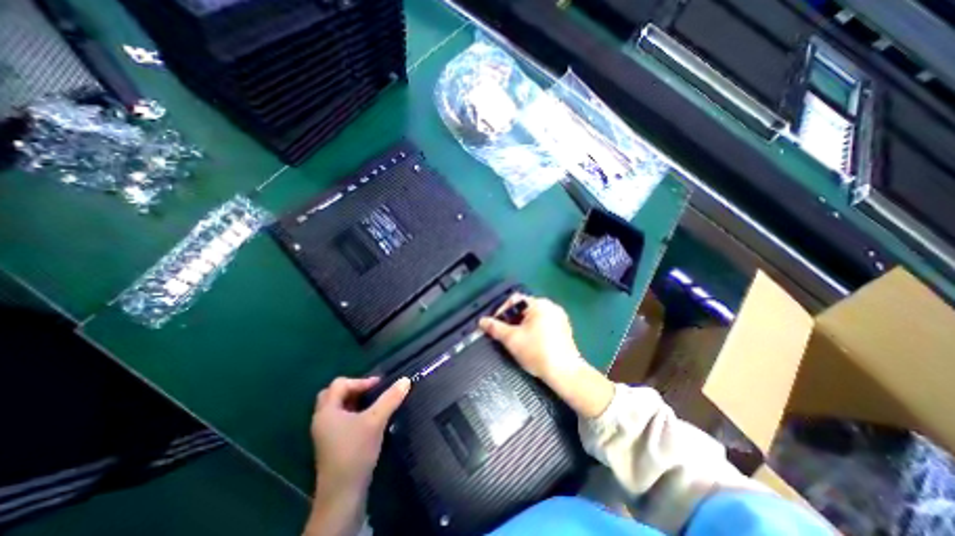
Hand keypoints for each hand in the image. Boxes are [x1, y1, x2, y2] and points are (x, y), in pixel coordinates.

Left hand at [311, 375, 406, 496]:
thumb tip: (405, 380)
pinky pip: (340, 419)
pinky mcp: (331, 444)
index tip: (379, 386)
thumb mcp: (376, 421)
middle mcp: (322, 419)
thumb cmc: (356, 451)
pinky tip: (368, 420)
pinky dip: (353, 413)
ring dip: (354, 401)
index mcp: (327, 411)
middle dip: (354, 389)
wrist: (342, 495)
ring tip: (373, 403)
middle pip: (334, 394)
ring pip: (337, 407)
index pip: (340, 384)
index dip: (361, 381)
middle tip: (372, 392)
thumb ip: (390, 398)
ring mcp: (325, 433)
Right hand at [482, 296, 586, 382]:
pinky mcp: (564, 328)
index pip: (515, 299)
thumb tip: (481, 321)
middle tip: (504, 333)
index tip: (495, 324)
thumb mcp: (512, 339)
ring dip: (522, 324)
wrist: (564, 373)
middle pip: (525, 307)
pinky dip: (534, 329)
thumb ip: (495, 328)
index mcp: (539, 304)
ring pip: (534, 316)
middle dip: (512, 319)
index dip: (502, 310)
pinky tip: (531, 343)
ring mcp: (560, 317)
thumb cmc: (537, 352)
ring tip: (516, 339)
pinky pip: (544, 323)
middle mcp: (551, 306)